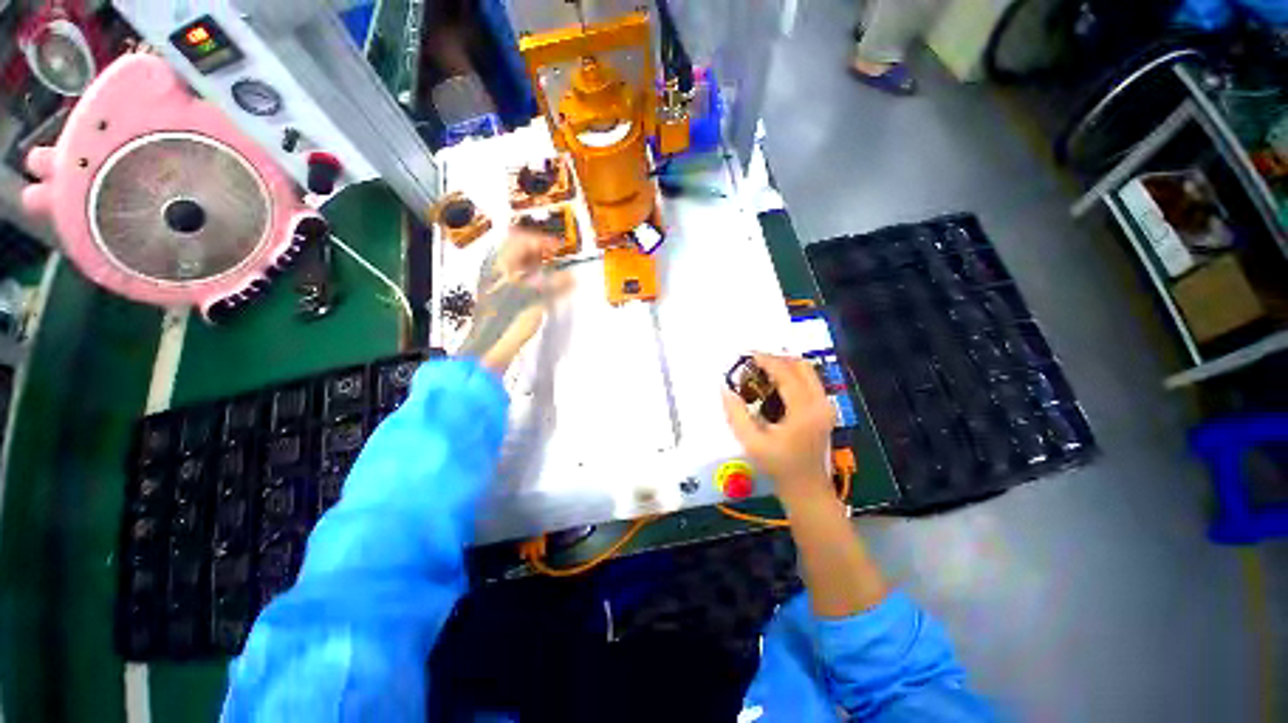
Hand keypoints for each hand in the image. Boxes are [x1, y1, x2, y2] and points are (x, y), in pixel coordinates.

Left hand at [457, 229, 572, 373]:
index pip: (521, 240)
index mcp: (501, 264)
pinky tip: (541, 285)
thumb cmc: (508, 321)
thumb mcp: (535, 299)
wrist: (490, 347)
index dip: (542, 241)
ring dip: (535, 262)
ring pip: (517, 263)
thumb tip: (571, 276)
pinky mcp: (499, 296)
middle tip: (555, 255)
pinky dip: (531, 275)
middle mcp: (496, 270)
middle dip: (538, 249)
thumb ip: (554, 284)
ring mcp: (495, 283)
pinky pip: (517, 277)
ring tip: (551, 268)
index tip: (559, 248)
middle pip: (516, 248)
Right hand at [722, 354, 834, 504]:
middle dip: (776, 358)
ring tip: (761, 368)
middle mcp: (820, 403)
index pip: (786, 373)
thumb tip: (725, 389)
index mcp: (804, 410)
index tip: (746, 354)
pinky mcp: (824, 410)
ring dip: (784, 365)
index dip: (765, 360)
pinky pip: (809, 381)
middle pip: (801, 366)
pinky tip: (774, 383)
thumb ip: (736, 414)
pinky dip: (791, 375)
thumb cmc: (779, 467)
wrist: (807, 489)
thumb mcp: (752, 443)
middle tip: (752, 360)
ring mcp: (826, 406)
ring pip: (807, 371)